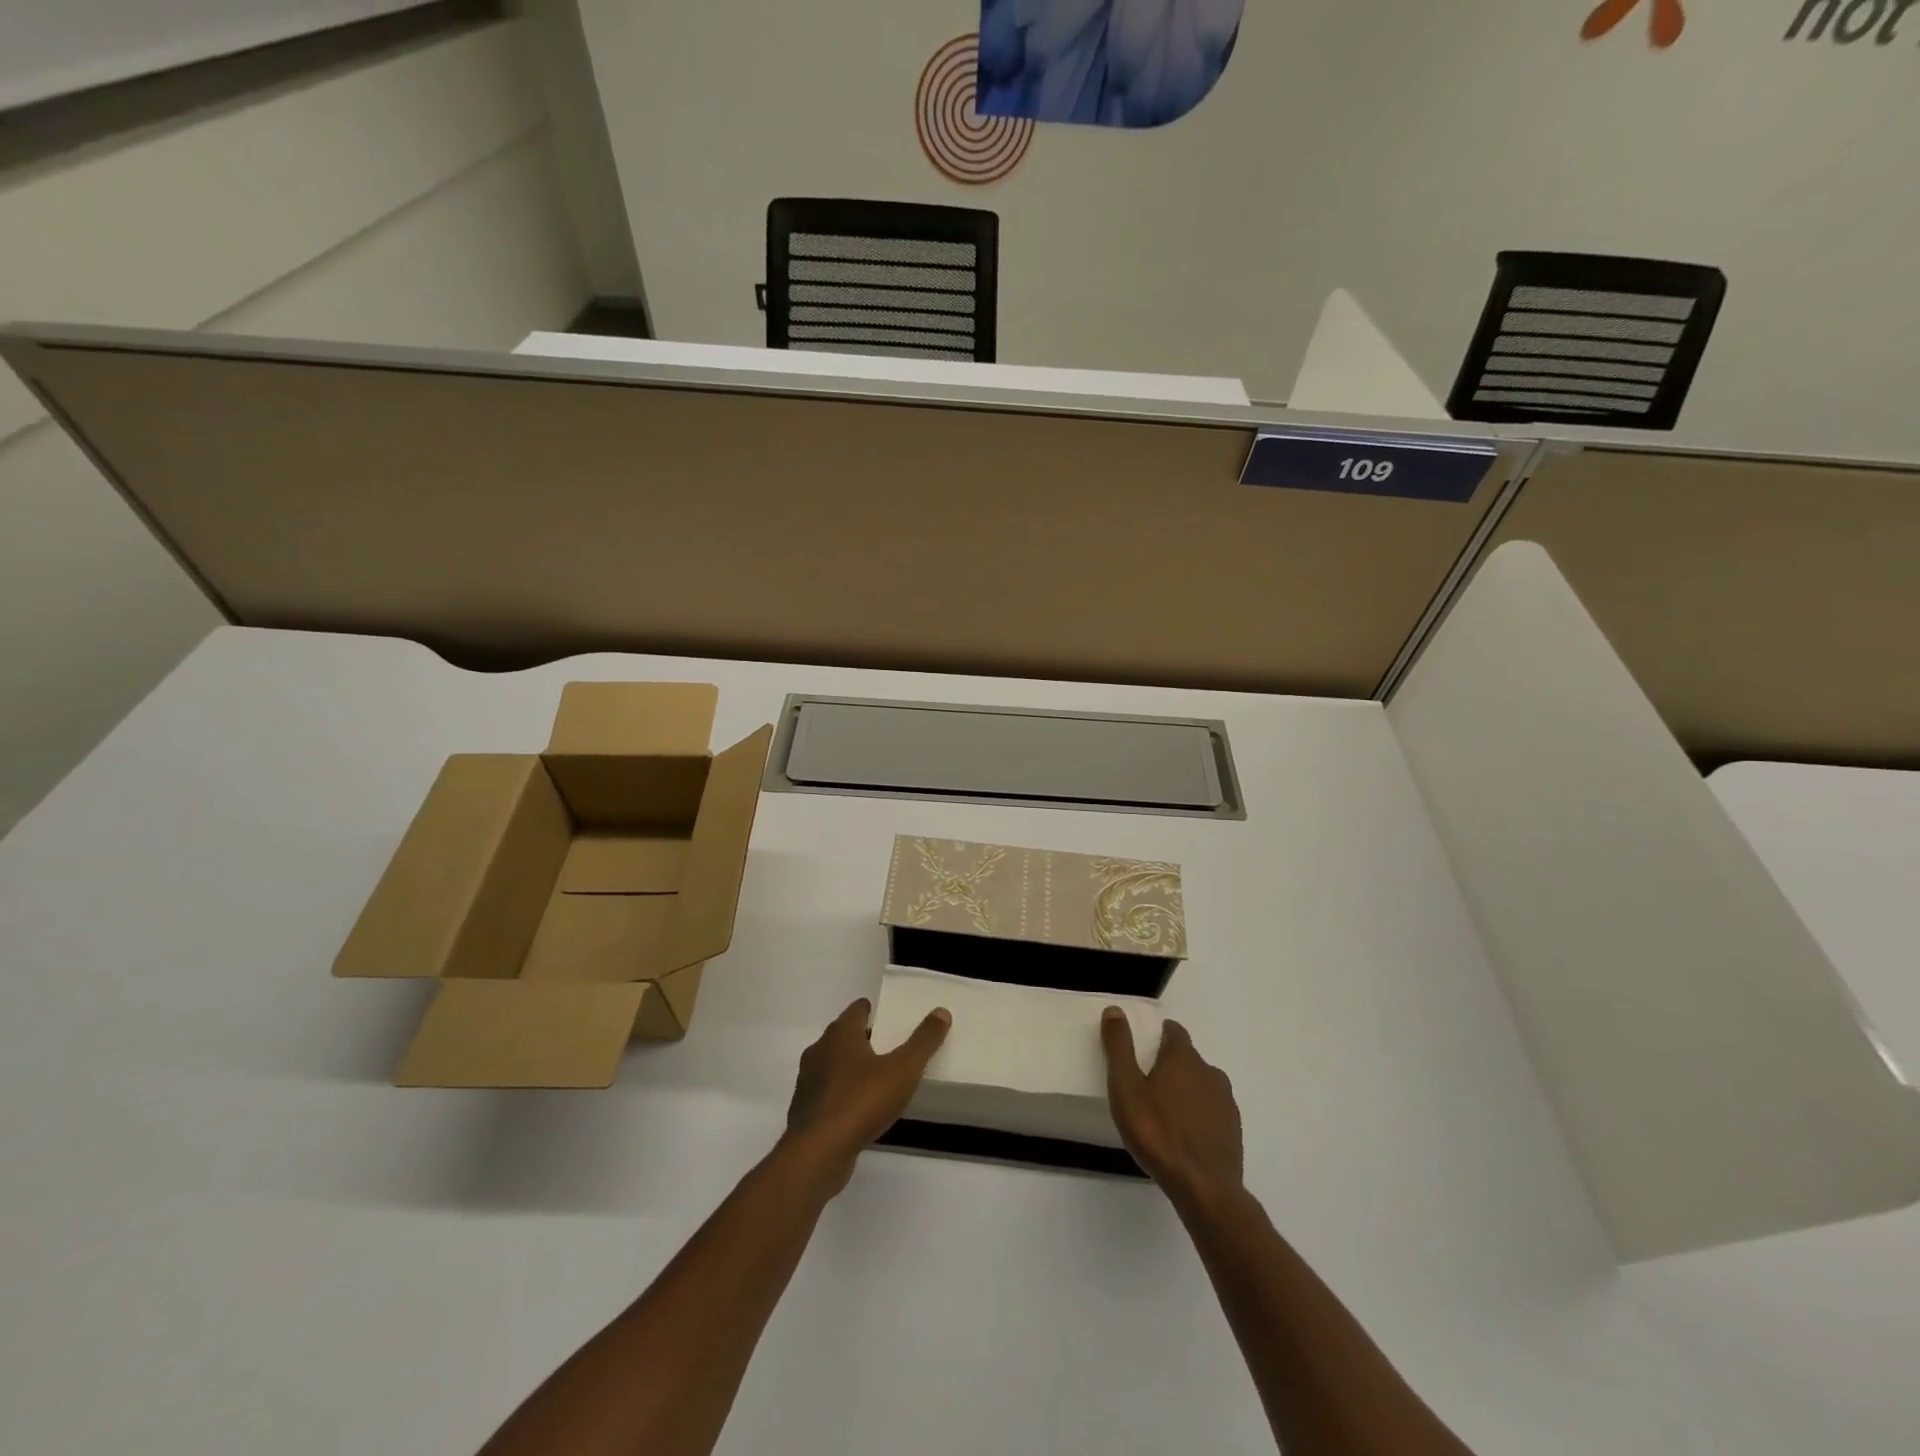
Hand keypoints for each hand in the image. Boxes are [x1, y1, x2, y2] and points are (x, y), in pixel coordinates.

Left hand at [783, 998, 950, 1193]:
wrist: (818, 1153)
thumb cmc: (861, 1101)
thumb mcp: (903, 1069)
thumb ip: (923, 1040)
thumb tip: (941, 1011)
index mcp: (840, 1033)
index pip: (857, 1009)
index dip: (875, 1011)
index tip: (892, 1019)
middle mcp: (819, 1050)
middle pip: (845, 1035)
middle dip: (866, 1039)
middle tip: (892, 1047)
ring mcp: (808, 1081)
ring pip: (834, 1064)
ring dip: (852, 1068)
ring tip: (879, 1079)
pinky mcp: (805, 1110)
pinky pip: (828, 1092)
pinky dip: (843, 1093)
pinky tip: (860, 1109)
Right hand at [1102, 1009, 1243, 1208]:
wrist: (1204, 1188)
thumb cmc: (1157, 1132)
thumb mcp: (1126, 1087)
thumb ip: (1120, 1047)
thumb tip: (1115, 1010)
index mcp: (1182, 1058)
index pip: (1174, 1031)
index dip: (1160, 1034)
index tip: (1146, 1046)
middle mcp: (1209, 1071)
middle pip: (1188, 1058)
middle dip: (1171, 1064)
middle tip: (1148, 1083)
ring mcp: (1225, 1101)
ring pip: (1202, 1084)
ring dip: (1186, 1090)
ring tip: (1165, 1111)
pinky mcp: (1233, 1129)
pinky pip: (1212, 1110)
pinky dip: (1199, 1114)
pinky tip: (1185, 1134)